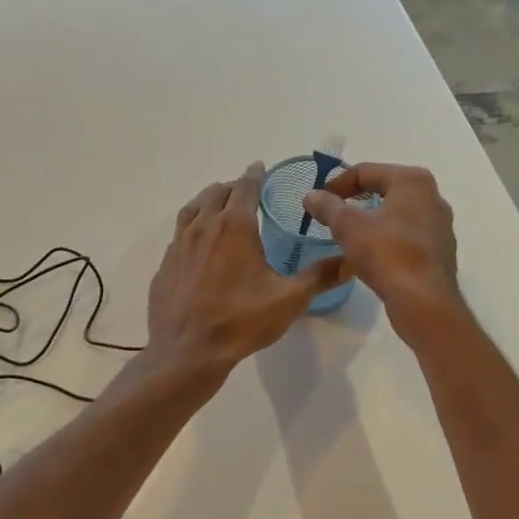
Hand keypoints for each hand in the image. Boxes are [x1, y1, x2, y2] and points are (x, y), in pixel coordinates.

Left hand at [147, 163, 347, 380]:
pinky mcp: (165, 264)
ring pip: (193, 208)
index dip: (255, 175)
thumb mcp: (289, 300)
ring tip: (219, 206)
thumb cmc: (241, 322)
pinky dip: (192, 226)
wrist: (187, 351)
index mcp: (235, 227)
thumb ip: (320, 277)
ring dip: (208, 201)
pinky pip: (179, 233)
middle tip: (245, 191)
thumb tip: (352, 261)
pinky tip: (198, 243)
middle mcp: (204, 227)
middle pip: (217, 193)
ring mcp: (180, 245)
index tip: (259, 167)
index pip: (246, 187)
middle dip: (233, 187)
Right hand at [303, 163, 463, 339]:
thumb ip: (328, 206)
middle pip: (385, 189)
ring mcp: (440, 226)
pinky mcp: (440, 252)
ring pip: (397, 214)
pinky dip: (386, 239)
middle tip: (332, 214)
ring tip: (348, 235)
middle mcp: (432, 197)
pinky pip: (406, 236)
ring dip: (371, 220)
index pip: (367, 171)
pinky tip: (370, 256)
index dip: (338, 183)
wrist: (424, 301)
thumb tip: (311, 196)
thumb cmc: (387, 253)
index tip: (319, 199)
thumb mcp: (348, 226)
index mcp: (413, 181)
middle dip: (356, 200)